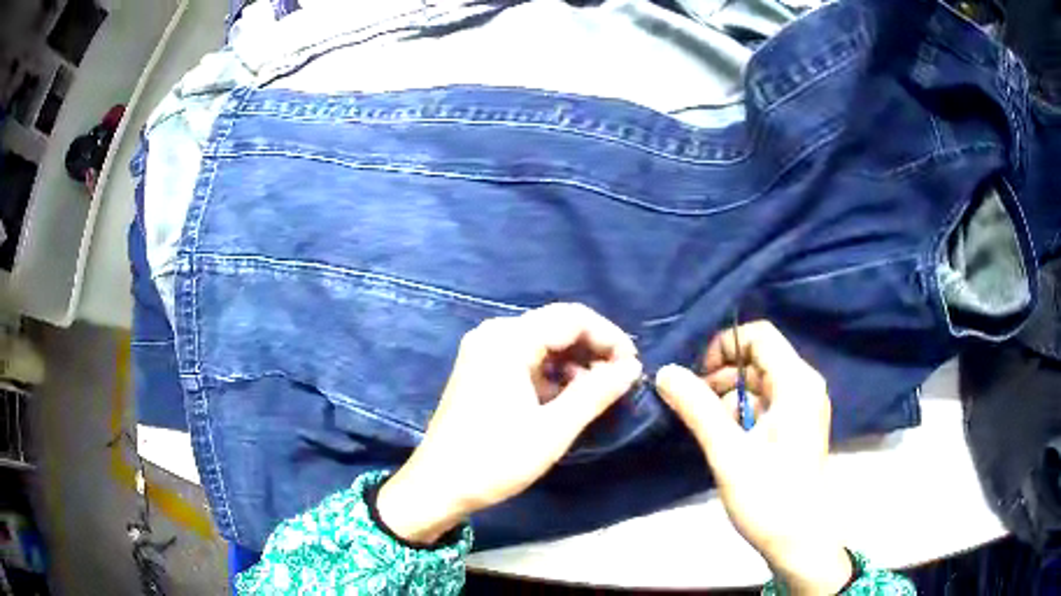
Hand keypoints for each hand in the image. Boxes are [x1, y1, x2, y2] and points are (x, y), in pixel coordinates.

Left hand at [378, 303, 642, 544]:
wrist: (438, 486)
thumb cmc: (494, 460)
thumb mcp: (553, 430)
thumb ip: (596, 393)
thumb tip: (632, 368)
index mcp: (508, 340)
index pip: (572, 318)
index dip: (609, 337)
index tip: (633, 366)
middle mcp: (494, 335)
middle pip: (557, 326)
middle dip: (594, 349)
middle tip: (622, 379)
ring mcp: (484, 351)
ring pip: (543, 343)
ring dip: (576, 362)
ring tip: (600, 392)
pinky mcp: (481, 370)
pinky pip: (527, 359)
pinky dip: (553, 374)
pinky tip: (569, 397)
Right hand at [655, 322, 851, 594]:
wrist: (799, 540)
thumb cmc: (769, 496)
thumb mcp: (728, 452)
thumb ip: (697, 408)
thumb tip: (666, 372)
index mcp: (796, 383)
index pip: (759, 337)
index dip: (724, 348)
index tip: (698, 378)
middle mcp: (804, 386)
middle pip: (758, 360)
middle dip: (721, 378)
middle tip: (693, 407)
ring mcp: (803, 407)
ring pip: (759, 385)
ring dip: (728, 400)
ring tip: (708, 430)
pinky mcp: (797, 427)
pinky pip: (766, 405)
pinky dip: (742, 415)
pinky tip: (726, 442)